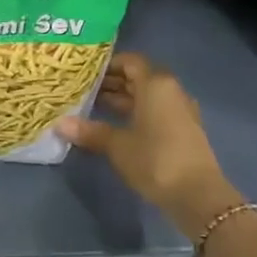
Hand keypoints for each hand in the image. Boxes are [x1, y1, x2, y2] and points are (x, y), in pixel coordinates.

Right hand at [57, 53, 238, 235]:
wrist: (197, 195)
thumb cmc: (155, 160)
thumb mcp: (118, 146)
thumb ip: (90, 132)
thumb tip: (59, 124)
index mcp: (156, 84)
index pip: (130, 61)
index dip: (108, 64)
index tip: (85, 72)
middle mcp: (170, 90)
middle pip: (139, 77)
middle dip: (112, 82)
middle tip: (83, 89)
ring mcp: (179, 110)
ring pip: (146, 96)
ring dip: (122, 99)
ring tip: (93, 106)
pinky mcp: (183, 130)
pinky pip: (155, 111)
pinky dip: (135, 113)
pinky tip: (114, 126)